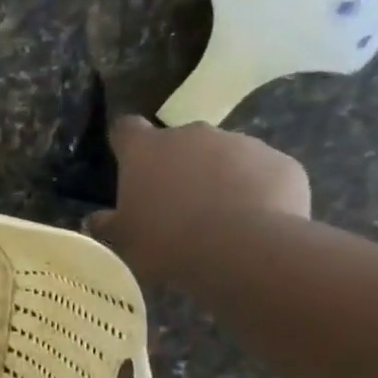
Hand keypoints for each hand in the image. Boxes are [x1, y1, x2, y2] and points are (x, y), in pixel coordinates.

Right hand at [89, 118, 310, 281]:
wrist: (245, 249)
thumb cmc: (167, 242)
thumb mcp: (125, 241)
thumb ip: (108, 225)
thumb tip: (97, 219)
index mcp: (146, 150)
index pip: (126, 128)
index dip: (126, 143)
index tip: (127, 162)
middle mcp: (192, 135)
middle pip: (178, 142)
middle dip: (177, 165)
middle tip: (175, 203)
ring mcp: (241, 143)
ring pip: (223, 155)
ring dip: (218, 177)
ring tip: (219, 217)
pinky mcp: (281, 161)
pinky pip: (262, 172)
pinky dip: (255, 190)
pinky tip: (253, 221)